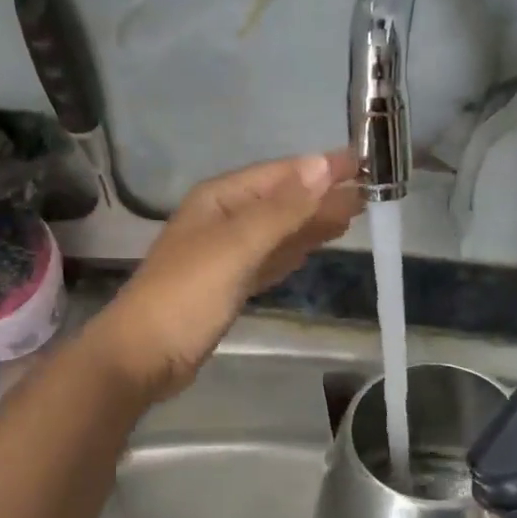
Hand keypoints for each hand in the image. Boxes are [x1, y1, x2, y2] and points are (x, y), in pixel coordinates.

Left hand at [86, 150, 363, 400]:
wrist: (145, 355)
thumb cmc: (189, 294)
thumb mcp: (238, 245)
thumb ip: (283, 208)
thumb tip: (324, 165)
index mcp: (220, 199)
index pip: (280, 174)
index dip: (321, 167)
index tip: (364, 162)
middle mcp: (223, 219)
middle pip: (282, 201)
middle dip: (322, 195)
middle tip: (370, 192)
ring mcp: (226, 254)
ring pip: (279, 231)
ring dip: (313, 222)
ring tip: (353, 215)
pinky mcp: (230, 285)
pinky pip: (271, 259)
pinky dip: (293, 251)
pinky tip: (311, 248)